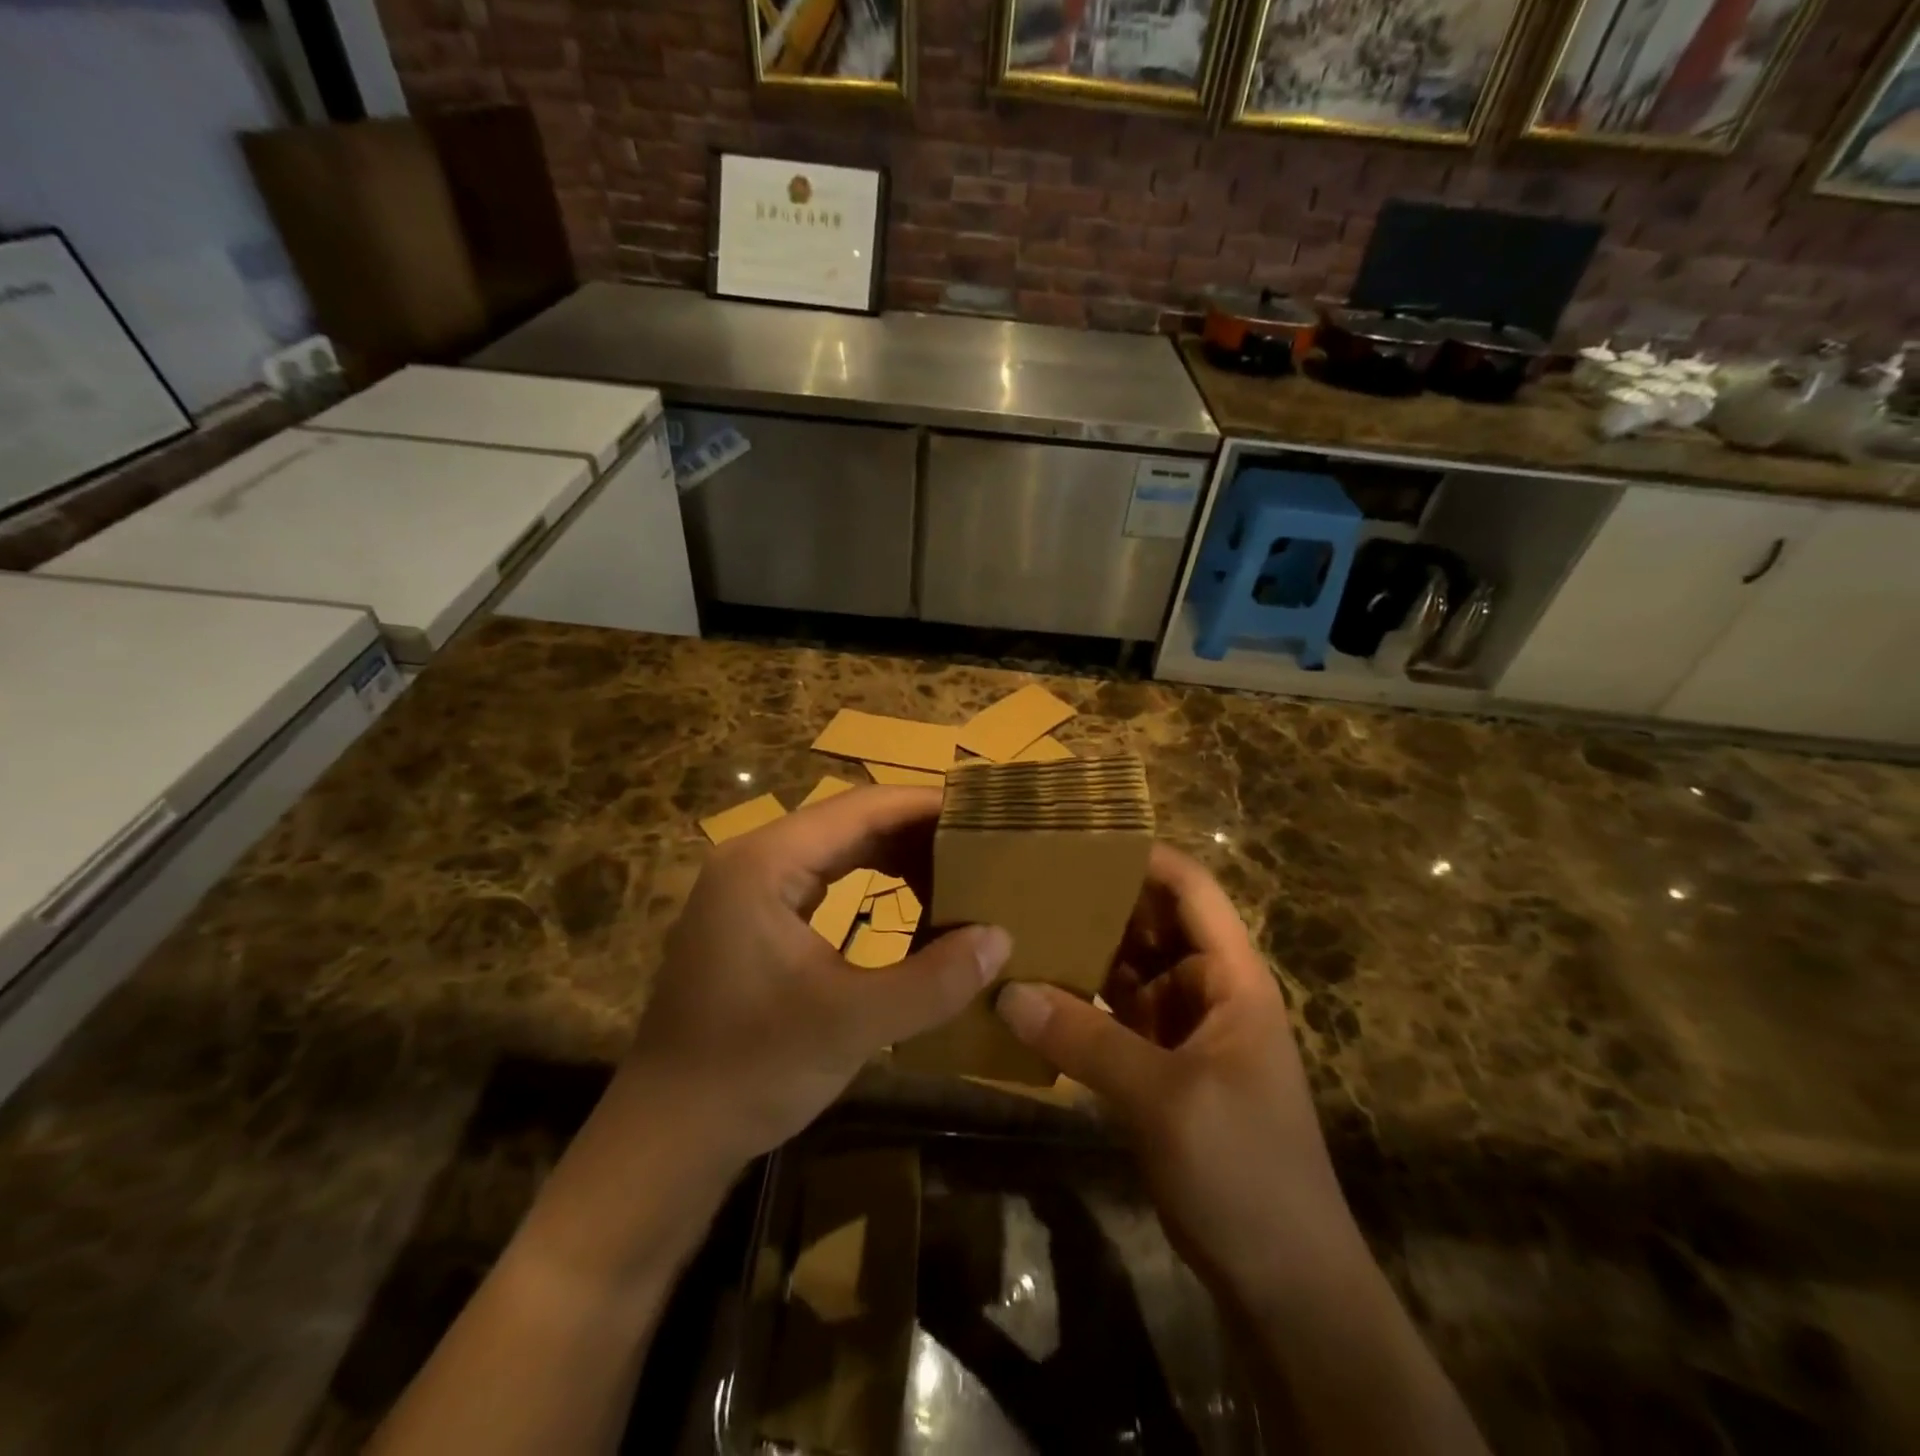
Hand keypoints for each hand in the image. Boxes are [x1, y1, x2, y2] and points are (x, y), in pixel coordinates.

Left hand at [625, 786, 1010, 1169]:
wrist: (666, 1136)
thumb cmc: (751, 1069)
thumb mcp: (851, 1024)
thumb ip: (932, 980)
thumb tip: (1001, 939)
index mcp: (766, 862)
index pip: (861, 807)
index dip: (926, 804)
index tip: (985, 811)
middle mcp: (754, 860)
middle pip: (849, 821)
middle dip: (917, 831)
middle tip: (982, 844)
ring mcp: (748, 889)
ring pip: (837, 850)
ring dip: (896, 858)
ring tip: (958, 871)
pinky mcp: (752, 921)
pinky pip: (823, 882)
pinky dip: (870, 885)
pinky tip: (908, 904)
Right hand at [995, 845, 1361, 1305]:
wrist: (1284, 1283)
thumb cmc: (1245, 1171)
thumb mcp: (1165, 1099)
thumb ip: (1084, 1040)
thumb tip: (1008, 990)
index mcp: (1231, 977)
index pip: (1190, 890)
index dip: (1142, 857)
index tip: (1077, 839)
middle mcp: (1205, 990)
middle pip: (1149, 924)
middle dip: (1095, 901)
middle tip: (1027, 879)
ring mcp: (1180, 1029)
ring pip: (1125, 970)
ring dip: (1081, 952)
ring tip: (1017, 923)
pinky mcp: (1156, 1067)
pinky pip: (1111, 1017)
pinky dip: (1076, 1004)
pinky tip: (1029, 994)